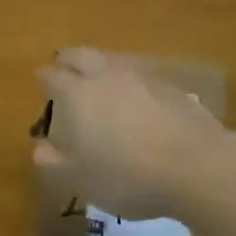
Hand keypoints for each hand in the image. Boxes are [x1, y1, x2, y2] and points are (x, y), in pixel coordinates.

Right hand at [34, 47, 229, 217]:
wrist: (196, 165)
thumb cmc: (128, 176)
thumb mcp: (82, 180)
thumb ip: (55, 162)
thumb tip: (39, 147)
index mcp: (78, 95)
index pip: (53, 76)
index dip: (45, 77)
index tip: (41, 80)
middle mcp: (106, 77)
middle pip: (81, 55)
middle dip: (68, 59)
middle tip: (63, 65)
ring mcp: (140, 77)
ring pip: (111, 61)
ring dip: (99, 66)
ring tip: (98, 81)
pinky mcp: (168, 86)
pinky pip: (139, 76)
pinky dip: (129, 82)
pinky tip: (135, 99)